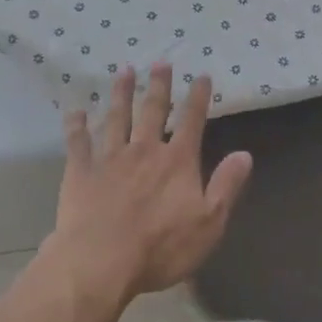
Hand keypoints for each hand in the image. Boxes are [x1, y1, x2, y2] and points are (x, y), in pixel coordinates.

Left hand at [44, 64, 252, 306]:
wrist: (101, 260)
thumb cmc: (160, 247)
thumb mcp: (209, 223)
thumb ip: (226, 186)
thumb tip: (245, 154)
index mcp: (177, 161)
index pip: (192, 121)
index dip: (198, 97)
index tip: (201, 75)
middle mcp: (144, 149)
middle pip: (153, 110)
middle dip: (158, 85)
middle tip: (160, 61)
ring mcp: (110, 157)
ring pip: (117, 117)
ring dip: (121, 93)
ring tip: (124, 70)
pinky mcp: (81, 170)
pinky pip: (78, 142)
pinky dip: (76, 125)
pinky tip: (76, 111)